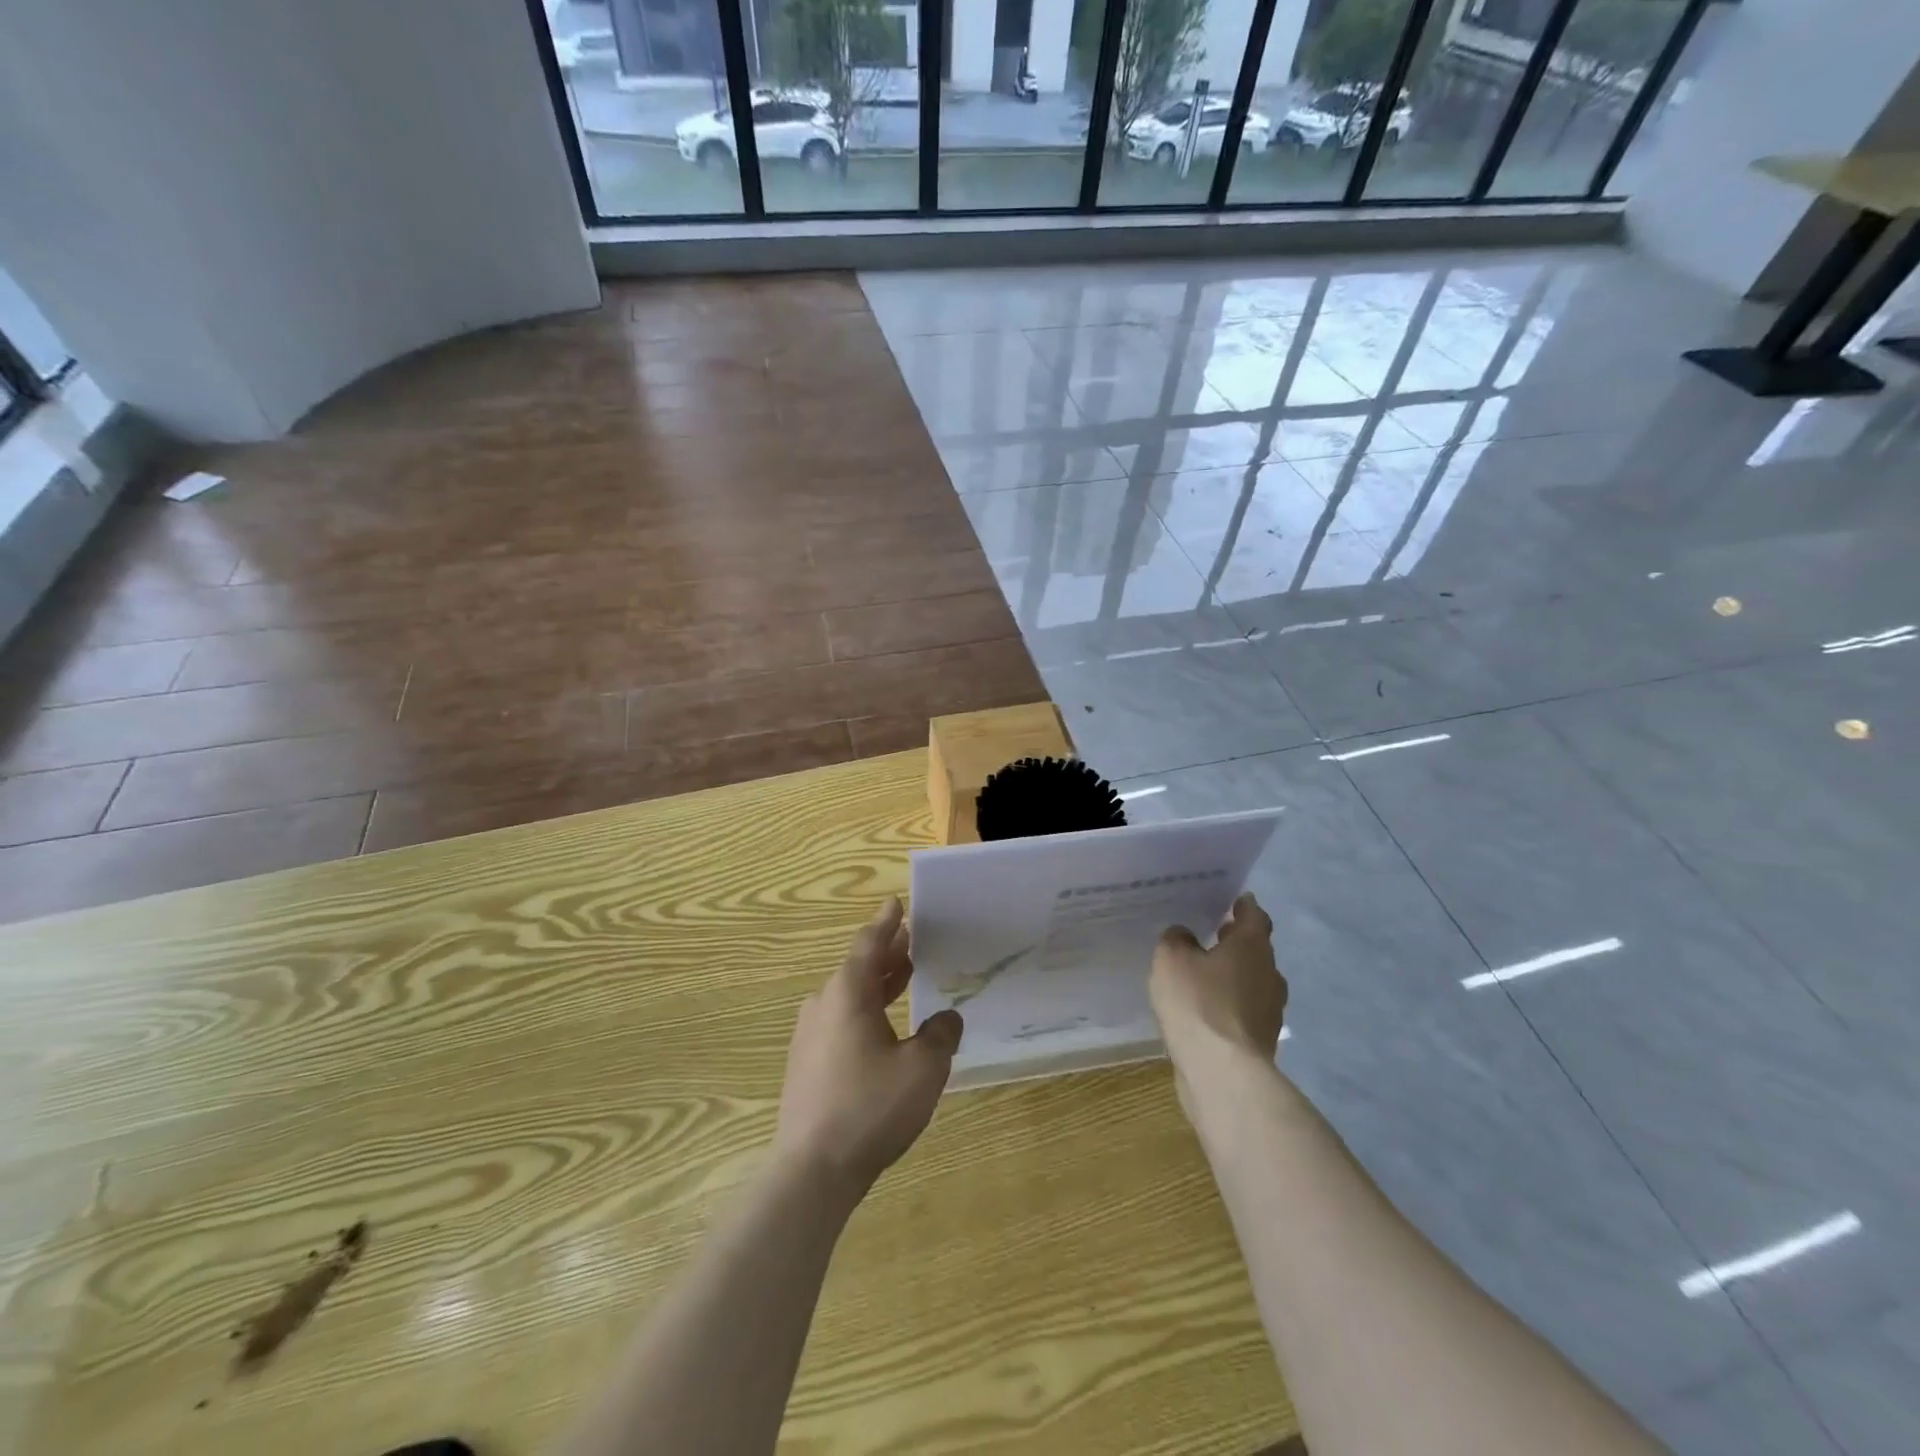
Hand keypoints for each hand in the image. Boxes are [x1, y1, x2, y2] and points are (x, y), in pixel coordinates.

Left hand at [773, 898, 963, 1196]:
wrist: (813, 1170)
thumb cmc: (870, 1107)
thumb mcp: (922, 1068)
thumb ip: (940, 1035)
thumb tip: (947, 1017)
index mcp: (848, 994)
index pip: (870, 945)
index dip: (887, 923)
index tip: (896, 903)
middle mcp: (824, 1005)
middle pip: (858, 968)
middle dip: (886, 953)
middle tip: (911, 940)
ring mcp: (810, 1035)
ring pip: (848, 996)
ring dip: (877, 984)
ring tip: (904, 977)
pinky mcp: (806, 1063)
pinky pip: (840, 1020)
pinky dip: (865, 1010)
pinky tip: (883, 1029)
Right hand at [1151, 893, 1286, 1069]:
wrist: (1223, 1073)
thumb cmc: (1198, 1004)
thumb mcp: (1171, 959)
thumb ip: (1176, 939)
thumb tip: (1184, 936)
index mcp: (1252, 947)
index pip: (1255, 916)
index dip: (1244, 906)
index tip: (1232, 901)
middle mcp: (1269, 974)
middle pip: (1256, 949)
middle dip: (1237, 941)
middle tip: (1214, 933)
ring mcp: (1269, 1011)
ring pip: (1252, 982)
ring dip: (1234, 975)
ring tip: (1205, 974)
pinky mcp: (1260, 1041)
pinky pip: (1244, 1011)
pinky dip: (1229, 1004)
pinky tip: (1206, 1010)